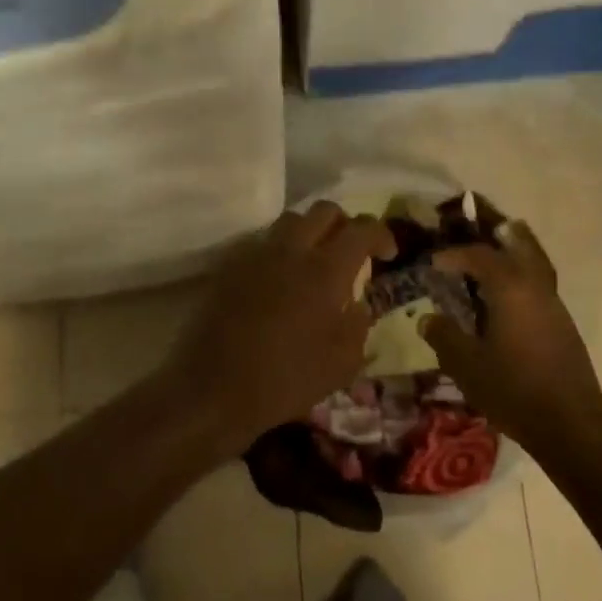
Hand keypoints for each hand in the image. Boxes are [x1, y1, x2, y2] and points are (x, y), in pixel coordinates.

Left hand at [164, 202, 395, 457]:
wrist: (214, 389)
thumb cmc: (286, 380)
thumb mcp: (342, 364)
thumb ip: (358, 324)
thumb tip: (359, 303)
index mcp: (325, 270)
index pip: (362, 230)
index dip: (381, 234)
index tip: (388, 253)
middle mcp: (292, 250)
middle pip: (324, 211)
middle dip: (344, 224)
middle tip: (350, 251)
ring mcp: (257, 254)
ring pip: (291, 221)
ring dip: (310, 232)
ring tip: (314, 261)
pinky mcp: (231, 266)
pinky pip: (263, 243)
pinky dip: (280, 251)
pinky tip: (280, 280)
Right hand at [421, 220, 601, 455]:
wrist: (571, 427)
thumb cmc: (513, 390)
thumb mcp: (466, 365)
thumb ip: (444, 337)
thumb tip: (428, 318)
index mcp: (510, 288)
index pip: (479, 256)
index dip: (454, 255)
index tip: (434, 263)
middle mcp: (536, 287)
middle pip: (521, 245)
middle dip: (499, 235)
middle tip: (480, 229)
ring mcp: (555, 306)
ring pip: (536, 264)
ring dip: (516, 253)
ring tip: (497, 255)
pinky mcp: (564, 326)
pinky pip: (541, 285)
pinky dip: (524, 277)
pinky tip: (510, 299)